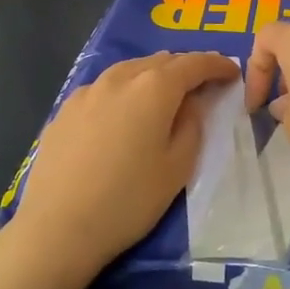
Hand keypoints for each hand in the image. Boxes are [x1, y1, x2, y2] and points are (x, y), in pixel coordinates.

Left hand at [13, 51, 238, 280]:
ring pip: (129, 70)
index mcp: (154, 88)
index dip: (216, 65)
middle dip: (185, 68)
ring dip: (153, 74)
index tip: (232, 72)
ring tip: (165, 92)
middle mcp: (120, 78)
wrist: (57, 227)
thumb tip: (190, 102)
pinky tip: (123, 111)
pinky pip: (105, 88)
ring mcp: (87, 91)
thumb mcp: (177, 167)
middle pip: (160, 61)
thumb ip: (191, 125)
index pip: (194, 64)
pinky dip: (124, 90)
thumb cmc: (129, 200)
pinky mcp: (65, 109)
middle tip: (202, 83)